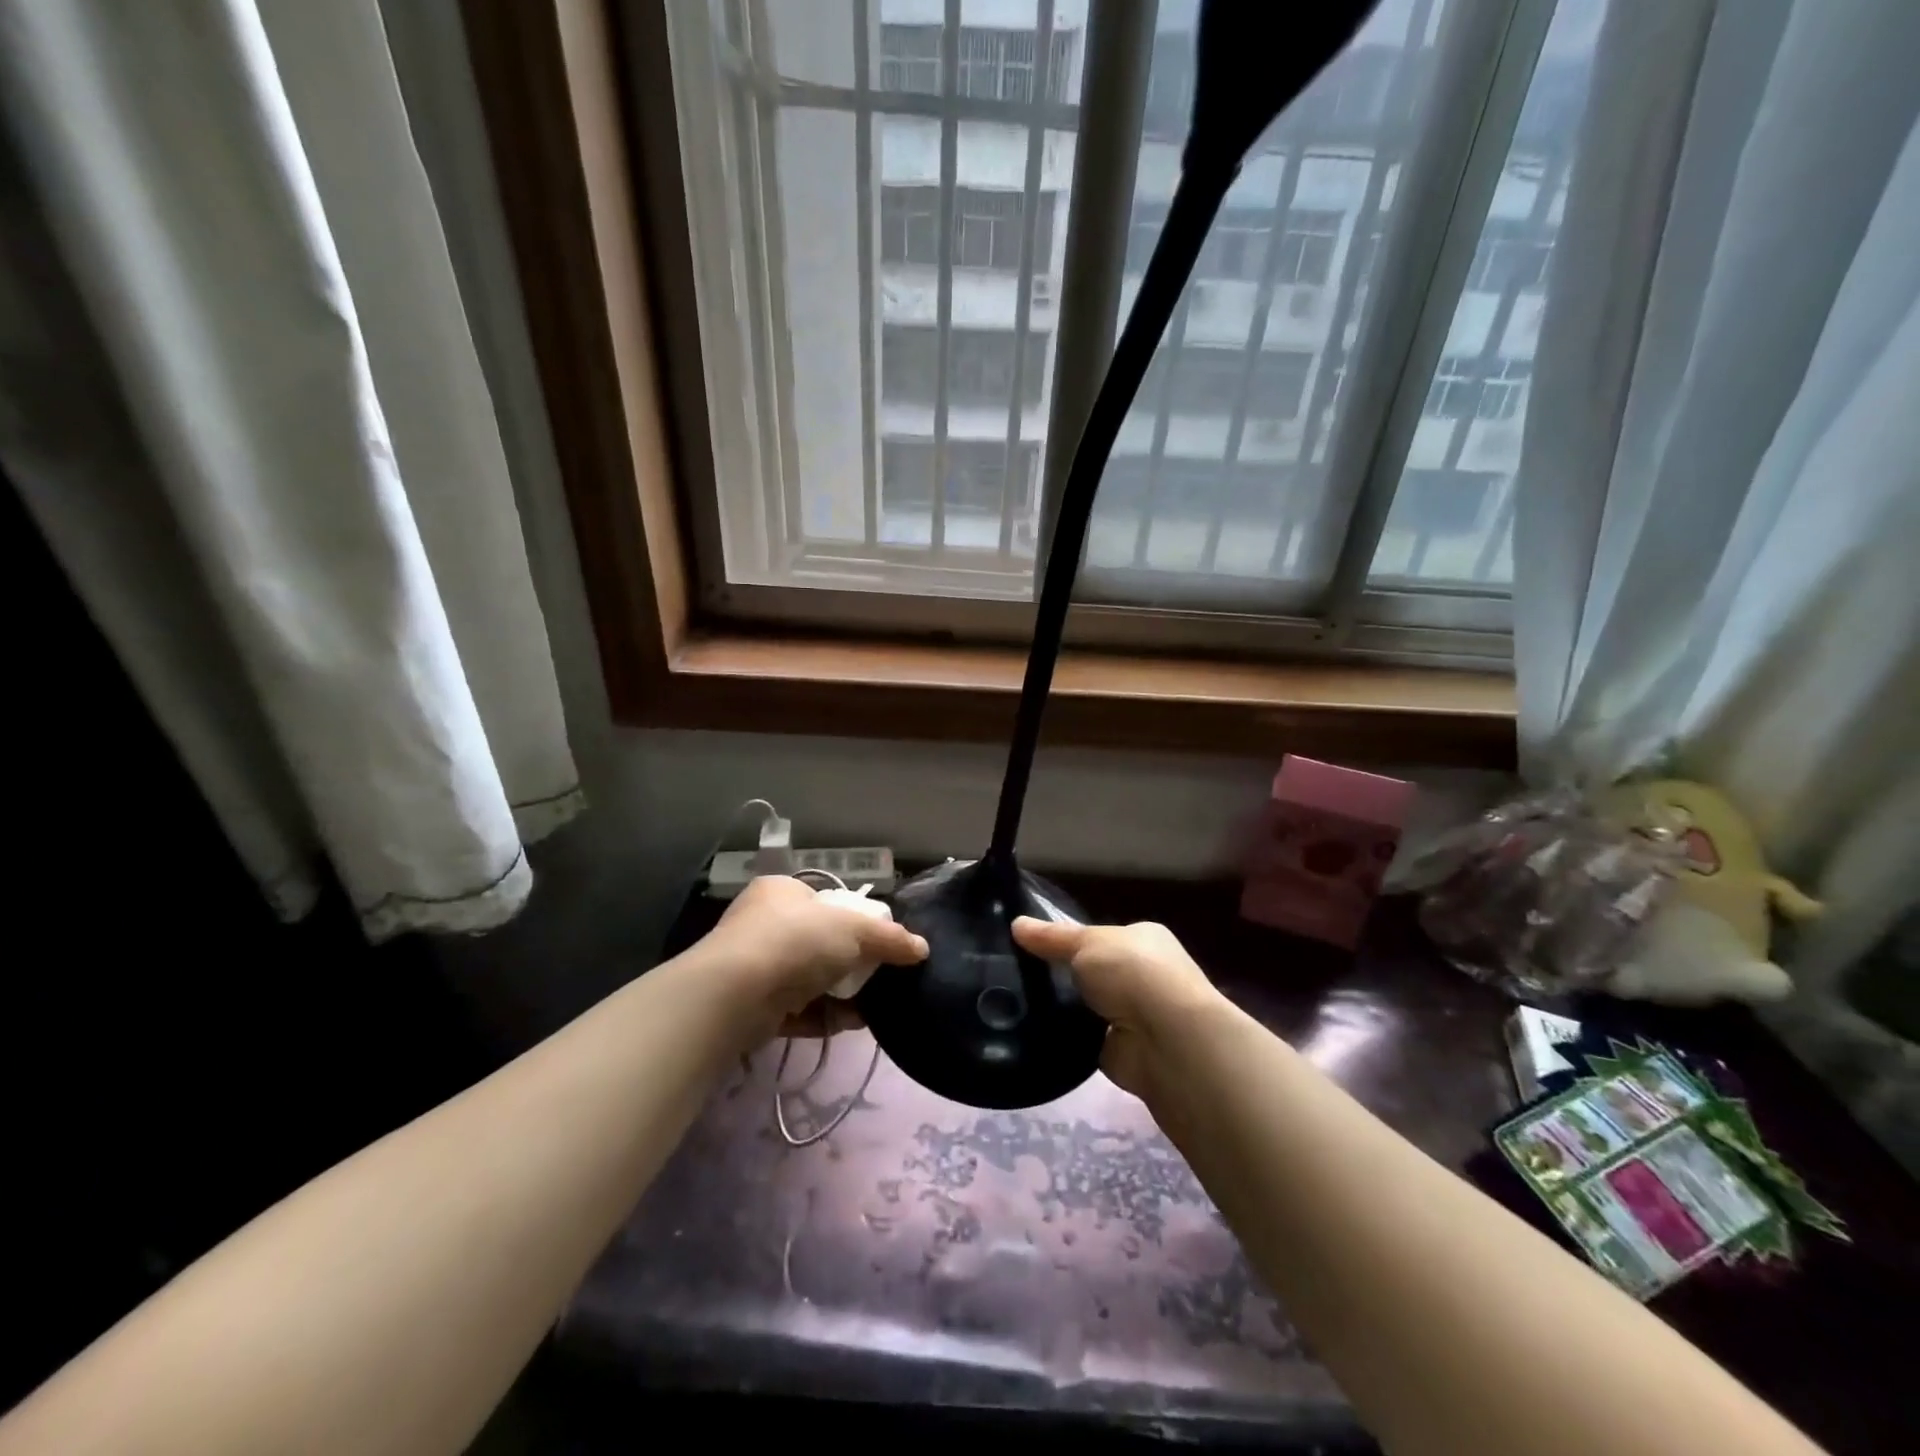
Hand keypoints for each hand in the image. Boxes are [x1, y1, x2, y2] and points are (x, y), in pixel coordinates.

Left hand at [701, 875, 927, 1030]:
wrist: (734, 996)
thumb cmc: (795, 942)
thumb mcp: (853, 930)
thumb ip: (889, 938)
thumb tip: (921, 948)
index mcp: (782, 892)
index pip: (825, 900)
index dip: (854, 919)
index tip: (879, 941)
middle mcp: (763, 924)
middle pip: (819, 942)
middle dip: (851, 962)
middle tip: (880, 976)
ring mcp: (754, 967)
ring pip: (808, 979)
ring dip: (840, 993)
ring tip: (873, 1006)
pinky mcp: (751, 1007)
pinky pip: (796, 1010)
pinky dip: (823, 1017)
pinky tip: (851, 1024)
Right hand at [1011, 916, 1222, 1097]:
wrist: (1167, 1039)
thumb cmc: (1132, 972)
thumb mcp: (1086, 942)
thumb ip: (1052, 937)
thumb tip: (1016, 923)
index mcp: (1143, 940)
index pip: (1101, 937)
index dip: (1070, 940)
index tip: (1032, 945)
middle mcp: (1144, 976)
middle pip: (1093, 972)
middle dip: (1064, 975)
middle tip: (1018, 974)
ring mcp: (1135, 1015)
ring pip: (1087, 1007)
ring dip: (1064, 1008)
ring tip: (1017, 1003)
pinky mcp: (1122, 1051)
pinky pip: (1084, 1039)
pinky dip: (1067, 1038)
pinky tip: (1036, 1033)